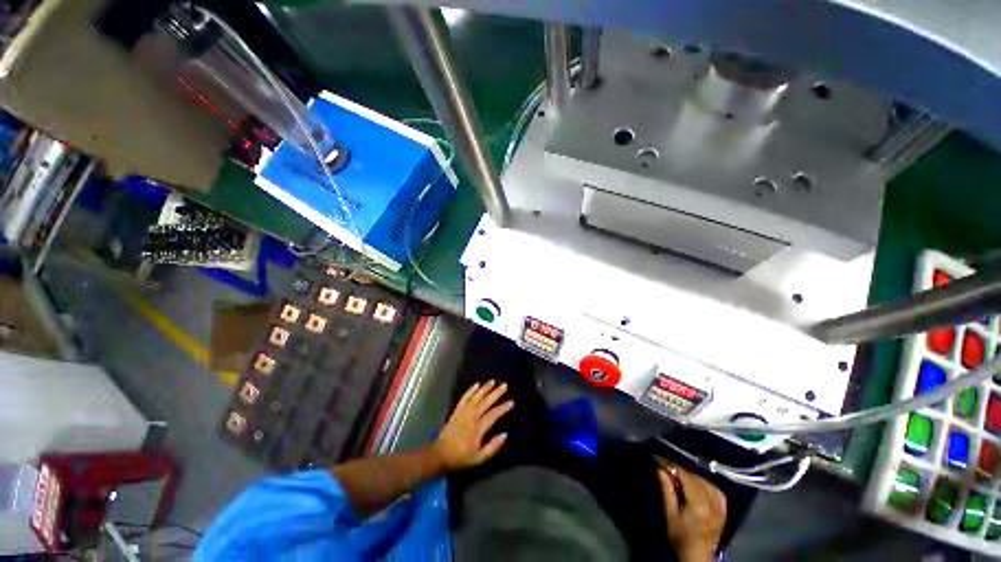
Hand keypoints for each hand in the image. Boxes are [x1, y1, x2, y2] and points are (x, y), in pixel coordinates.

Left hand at [432, 380, 513, 471]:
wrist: (440, 454)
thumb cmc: (461, 457)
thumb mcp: (479, 458)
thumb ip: (493, 447)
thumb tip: (505, 434)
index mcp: (478, 428)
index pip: (494, 415)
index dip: (503, 408)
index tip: (511, 402)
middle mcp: (472, 416)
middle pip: (486, 402)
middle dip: (496, 393)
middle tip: (504, 385)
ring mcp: (463, 412)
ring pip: (476, 397)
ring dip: (485, 388)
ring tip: (492, 381)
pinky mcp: (457, 410)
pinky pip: (465, 397)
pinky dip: (471, 390)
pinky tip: (476, 384)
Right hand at [655, 457, 726, 561]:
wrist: (697, 556)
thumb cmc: (680, 537)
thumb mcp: (670, 515)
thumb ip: (667, 491)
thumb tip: (661, 469)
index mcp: (697, 504)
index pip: (685, 476)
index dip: (672, 465)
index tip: (660, 458)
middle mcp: (711, 503)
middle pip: (696, 478)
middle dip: (681, 469)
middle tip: (669, 466)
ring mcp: (720, 507)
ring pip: (707, 482)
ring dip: (694, 476)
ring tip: (682, 475)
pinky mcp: (724, 512)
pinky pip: (717, 491)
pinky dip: (708, 484)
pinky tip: (701, 483)